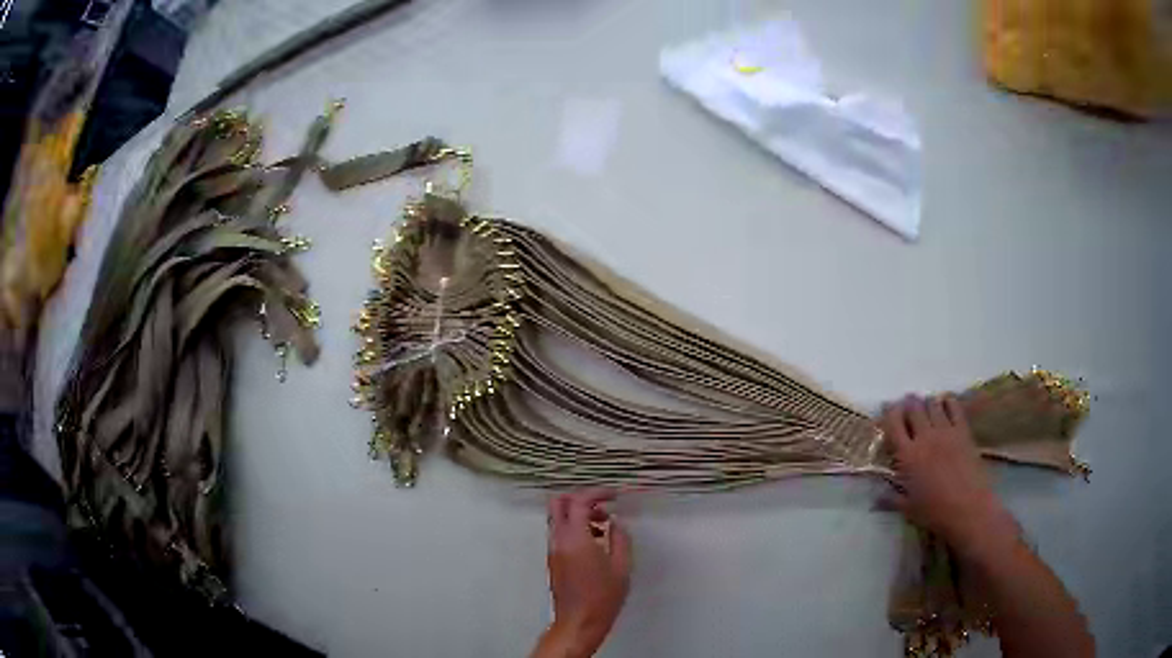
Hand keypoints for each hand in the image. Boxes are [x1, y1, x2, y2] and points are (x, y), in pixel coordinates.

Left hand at [532, 489, 631, 657]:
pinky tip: (595, 542)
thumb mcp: (622, 567)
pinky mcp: (553, 560)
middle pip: (558, 503)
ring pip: (557, 518)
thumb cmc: (604, 597)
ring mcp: (552, 550)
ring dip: (578, 514)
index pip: (579, 501)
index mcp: (575, 539)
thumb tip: (615, 523)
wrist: (579, 622)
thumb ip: (619, 539)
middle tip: (603, 506)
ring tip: (604, 526)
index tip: (615, 496)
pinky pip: (559, 533)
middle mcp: (558, 540)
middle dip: (580, 498)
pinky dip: (574, 528)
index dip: (597, 493)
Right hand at [881, 395, 1016, 552]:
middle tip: (907, 405)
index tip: (888, 408)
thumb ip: (891, 499)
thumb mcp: (908, 508)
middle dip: (909, 404)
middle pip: (914, 409)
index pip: (894, 424)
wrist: (967, 508)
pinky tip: (946, 403)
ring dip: (927, 402)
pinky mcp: (963, 431)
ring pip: (933, 405)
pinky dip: (948, 401)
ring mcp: (945, 431)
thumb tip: (875, 499)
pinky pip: (954, 407)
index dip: (889, 412)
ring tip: (925, 405)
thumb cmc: (934, 512)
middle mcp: (924, 437)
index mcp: (907, 456)